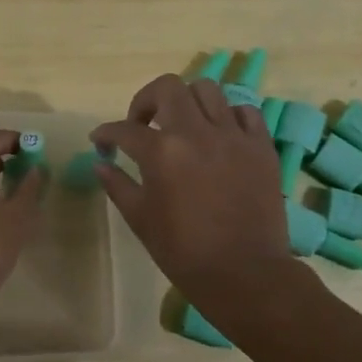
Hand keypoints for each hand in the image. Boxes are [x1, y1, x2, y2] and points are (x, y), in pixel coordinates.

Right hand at [92, 75, 291, 304]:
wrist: (244, 274)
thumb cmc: (184, 252)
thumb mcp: (140, 219)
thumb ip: (117, 184)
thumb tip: (100, 163)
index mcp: (161, 152)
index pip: (124, 129)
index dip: (106, 133)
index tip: (101, 142)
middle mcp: (197, 132)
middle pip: (168, 87)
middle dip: (147, 100)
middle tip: (143, 125)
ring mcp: (233, 136)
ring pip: (208, 89)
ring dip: (187, 101)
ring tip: (183, 124)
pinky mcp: (261, 146)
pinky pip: (244, 112)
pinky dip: (227, 116)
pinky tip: (219, 136)